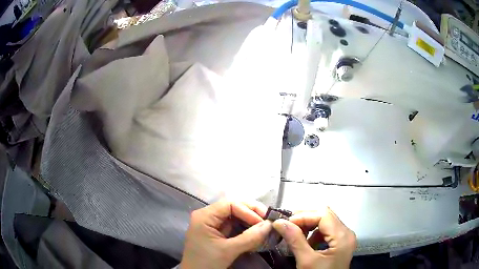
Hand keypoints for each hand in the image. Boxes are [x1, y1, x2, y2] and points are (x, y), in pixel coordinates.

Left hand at [180, 200, 272, 268]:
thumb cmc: (207, 262)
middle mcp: (207, 216)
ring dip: (250, 220)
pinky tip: (255, 232)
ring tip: (264, 226)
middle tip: (268, 220)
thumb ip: (249, 237)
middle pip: (232, 207)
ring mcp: (211, 224)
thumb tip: (270, 224)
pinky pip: (233, 226)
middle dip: (251, 213)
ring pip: (234, 216)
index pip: (230, 204)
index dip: (248, 210)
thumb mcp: (228, 250)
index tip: (263, 221)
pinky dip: (245, 228)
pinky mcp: (216, 233)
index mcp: (205, 216)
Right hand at [272, 208, 356, 268]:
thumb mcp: (306, 261)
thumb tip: (279, 222)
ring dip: (307, 225)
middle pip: (325, 215)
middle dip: (304, 219)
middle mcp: (347, 233)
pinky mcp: (339, 243)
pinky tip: (303, 241)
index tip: (285, 223)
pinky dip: (312, 233)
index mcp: (343, 236)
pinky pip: (325, 231)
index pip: (323, 215)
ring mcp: (344, 237)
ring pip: (325, 222)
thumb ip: (295, 240)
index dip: (303, 216)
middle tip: (286, 225)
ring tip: (293, 233)